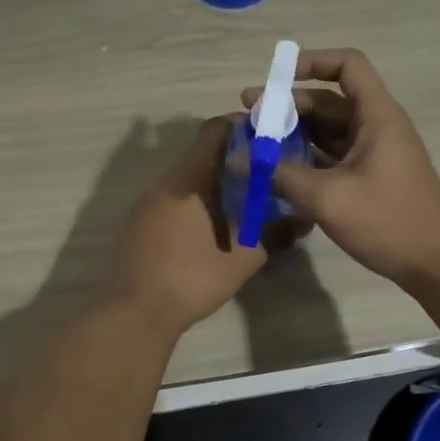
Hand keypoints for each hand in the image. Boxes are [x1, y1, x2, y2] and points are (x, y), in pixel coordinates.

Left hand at [107, 116, 272, 336]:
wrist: (135, 313)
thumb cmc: (190, 279)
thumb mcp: (242, 259)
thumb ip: (274, 234)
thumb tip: (304, 218)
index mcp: (188, 180)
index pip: (214, 131)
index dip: (243, 128)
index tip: (269, 140)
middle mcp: (165, 182)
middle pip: (202, 153)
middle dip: (236, 158)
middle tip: (267, 173)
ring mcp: (149, 202)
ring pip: (188, 177)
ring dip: (216, 182)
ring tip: (247, 200)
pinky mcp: (141, 222)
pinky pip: (175, 197)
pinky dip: (198, 200)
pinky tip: (215, 225)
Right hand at [243, 48, 439, 288]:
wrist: (436, 264)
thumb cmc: (387, 221)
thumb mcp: (328, 197)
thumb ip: (280, 174)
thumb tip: (239, 159)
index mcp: (376, 116)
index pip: (348, 65)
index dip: (312, 62)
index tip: (276, 77)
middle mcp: (376, 126)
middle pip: (329, 100)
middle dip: (287, 105)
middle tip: (247, 117)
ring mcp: (374, 152)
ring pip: (328, 129)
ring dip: (293, 133)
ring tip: (254, 143)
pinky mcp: (370, 176)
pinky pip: (333, 154)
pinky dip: (306, 156)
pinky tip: (277, 169)